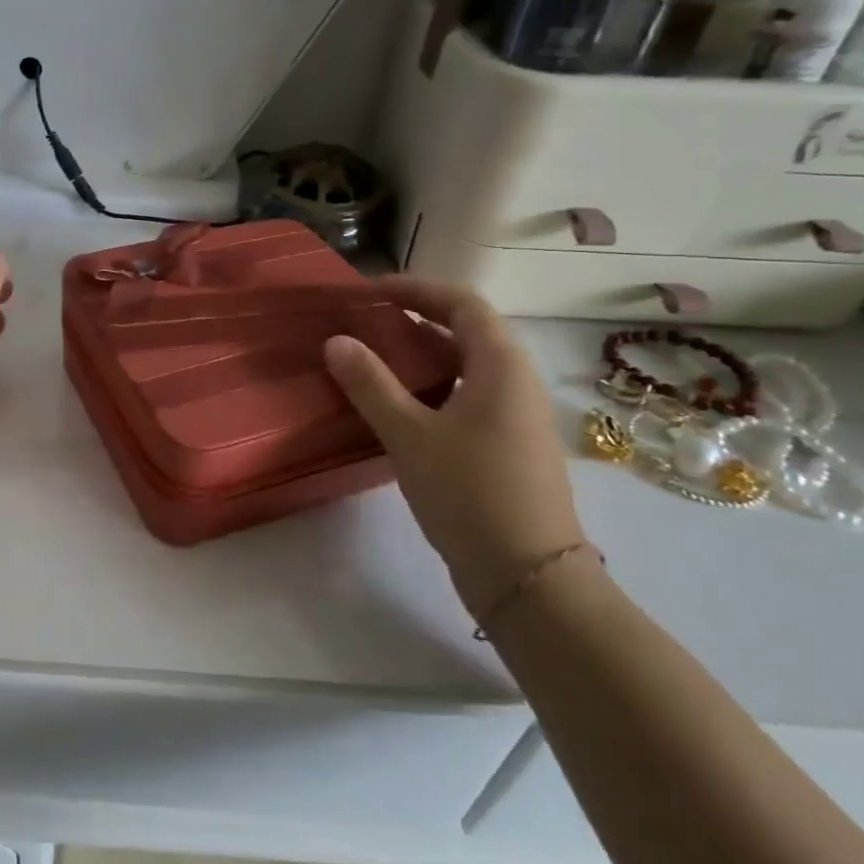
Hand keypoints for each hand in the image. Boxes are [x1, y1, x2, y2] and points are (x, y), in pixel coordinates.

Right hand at [323, 276, 583, 615]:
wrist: (527, 575)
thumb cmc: (469, 492)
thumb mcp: (409, 434)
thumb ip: (370, 384)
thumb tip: (336, 341)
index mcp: (501, 365)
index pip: (462, 303)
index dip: (417, 289)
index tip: (370, 291)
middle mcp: (517, 382)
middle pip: (467, 332)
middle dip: (416, 320)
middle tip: (366, 324)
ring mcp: (517, 417)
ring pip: (467, 368)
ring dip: (423, 357)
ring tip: (374, 362)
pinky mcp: (509, 446)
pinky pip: (468, 397)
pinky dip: (433, 388)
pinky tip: (400, 410)